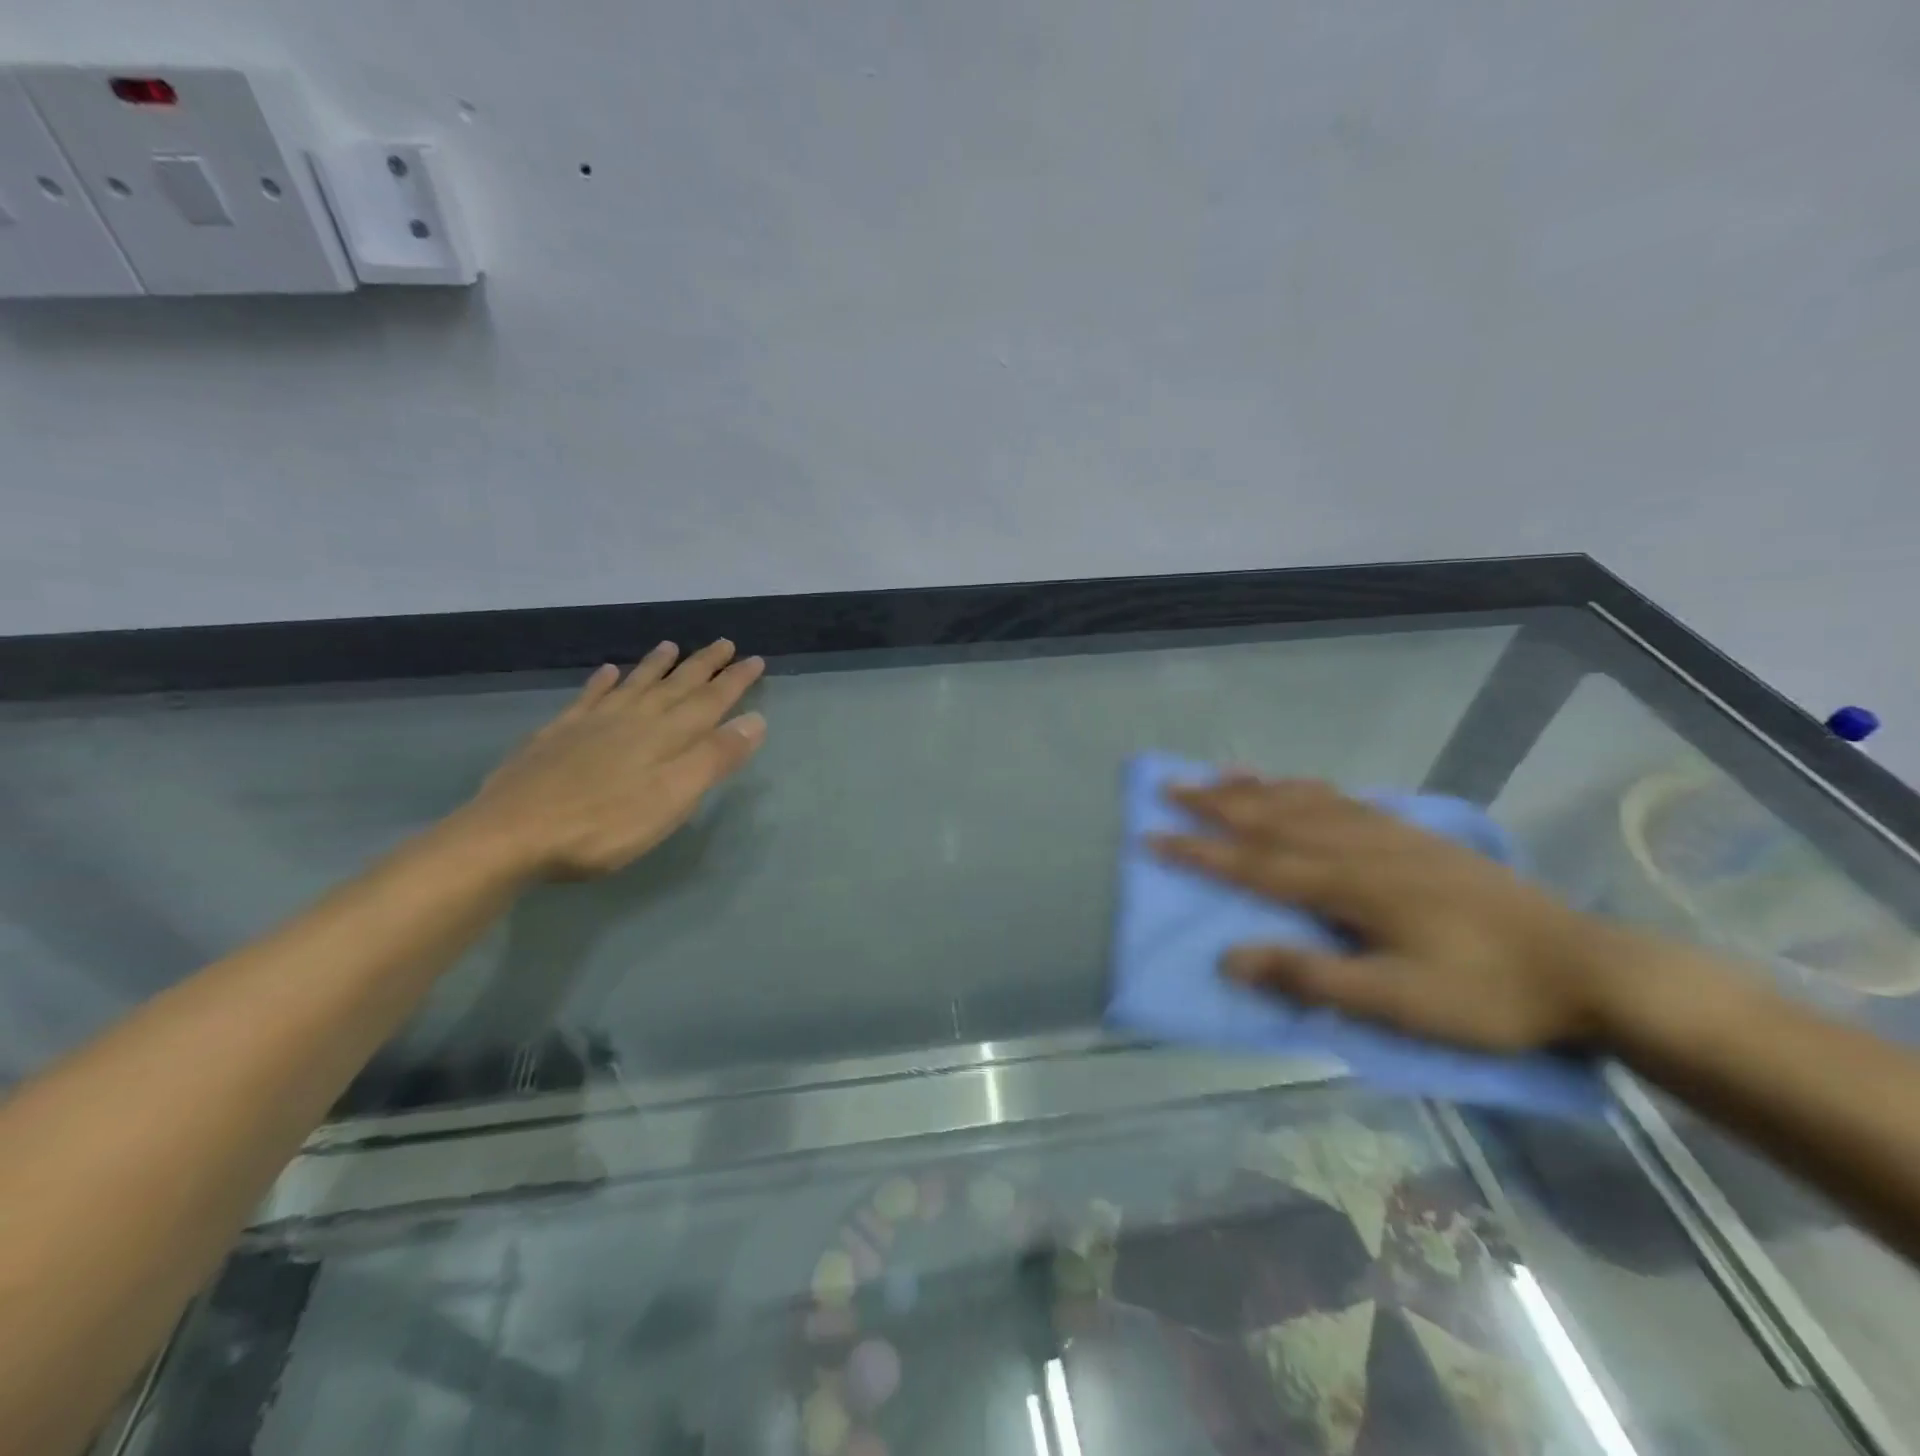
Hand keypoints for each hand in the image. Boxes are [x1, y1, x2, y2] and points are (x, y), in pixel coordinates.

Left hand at [457, 640, 766, 878]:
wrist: (511, 834)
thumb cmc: (604, 824)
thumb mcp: (673, 797)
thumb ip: (714, 758)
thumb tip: (755, 719)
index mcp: (666, 736)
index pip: (710, 702)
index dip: (734, 681)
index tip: (755, 660)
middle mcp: (633, 719)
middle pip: (675, 686)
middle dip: (703, 665)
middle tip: (724, 643)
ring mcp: (591, 724)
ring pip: (633, 684)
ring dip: (655, 665)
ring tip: (670, 646)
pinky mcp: (557, 735)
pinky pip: (587, 698)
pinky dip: (601, 682)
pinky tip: (605, 672)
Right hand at [1151, 778, 1643, 1051]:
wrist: (1586, 967)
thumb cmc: (1486, 994)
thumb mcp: (1396, 1003)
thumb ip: (1309, 975)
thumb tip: (1228, 958)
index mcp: (1348, 886)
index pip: (1254, 864)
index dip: (1199, 851)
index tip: (1152, 837)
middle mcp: (1359, 847)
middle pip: (1272, 818)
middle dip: (1215, 804)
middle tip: (1169, 787)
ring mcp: (1389, 834)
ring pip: (1305, 800)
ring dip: (1254, 788)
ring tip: (1215, 774)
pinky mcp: (1414, 835)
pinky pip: (1343, 799)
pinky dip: (1304, 787)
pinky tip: (1295, 785)